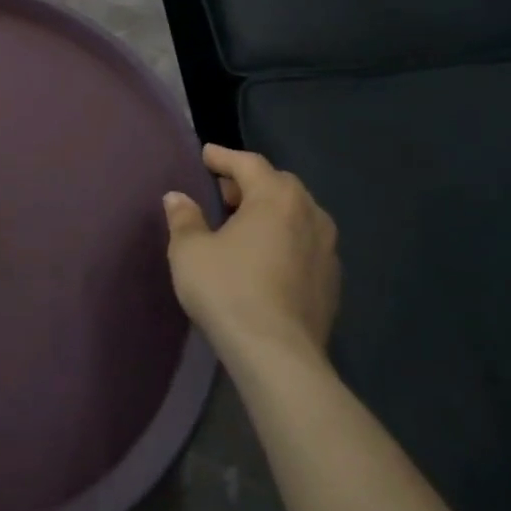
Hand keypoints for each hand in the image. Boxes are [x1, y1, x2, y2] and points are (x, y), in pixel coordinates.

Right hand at [163, 145, 339, 370]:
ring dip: (271, 213)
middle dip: (250, 184)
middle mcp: (310, 215)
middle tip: (223, 192)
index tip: (205, 155)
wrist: (278, 355)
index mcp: (277, 198)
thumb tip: (178, 198)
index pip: (249, 164)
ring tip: (244, 224)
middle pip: (279, 186)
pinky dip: (284, 240)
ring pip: (297, 215)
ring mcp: (328, 250)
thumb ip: (184, 218)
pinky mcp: (332, 282)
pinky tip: (265, 258)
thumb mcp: (190, 249)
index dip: (223, 157)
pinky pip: (305, 245)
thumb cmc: (229, 289)